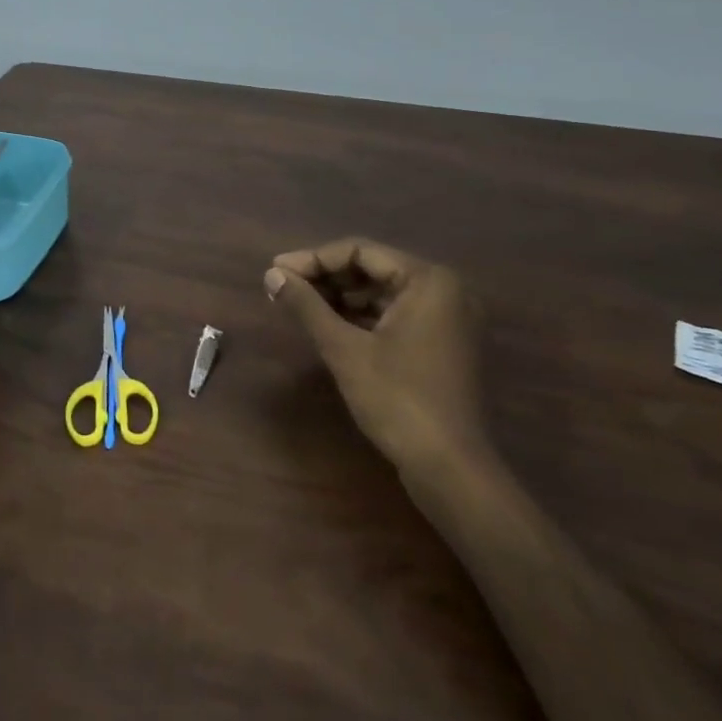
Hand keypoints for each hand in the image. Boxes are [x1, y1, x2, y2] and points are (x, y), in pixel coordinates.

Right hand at [265, 237, 488, 477]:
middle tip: (283, 288)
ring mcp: (448, 319)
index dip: (313, 259)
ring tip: (300, 306)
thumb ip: (306, 305)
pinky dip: (362, 317)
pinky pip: (396, 314)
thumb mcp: (343, 348)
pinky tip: (329, 326)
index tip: (276, 272)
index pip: (360, 252)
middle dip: (326, 277)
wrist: (450, 468)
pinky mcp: (443, 344)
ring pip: (382, 292)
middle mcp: (446, 290)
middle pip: (373, 268)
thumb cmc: (397, 399)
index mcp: (428, 281)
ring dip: (341, 297)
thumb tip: (271, 275)